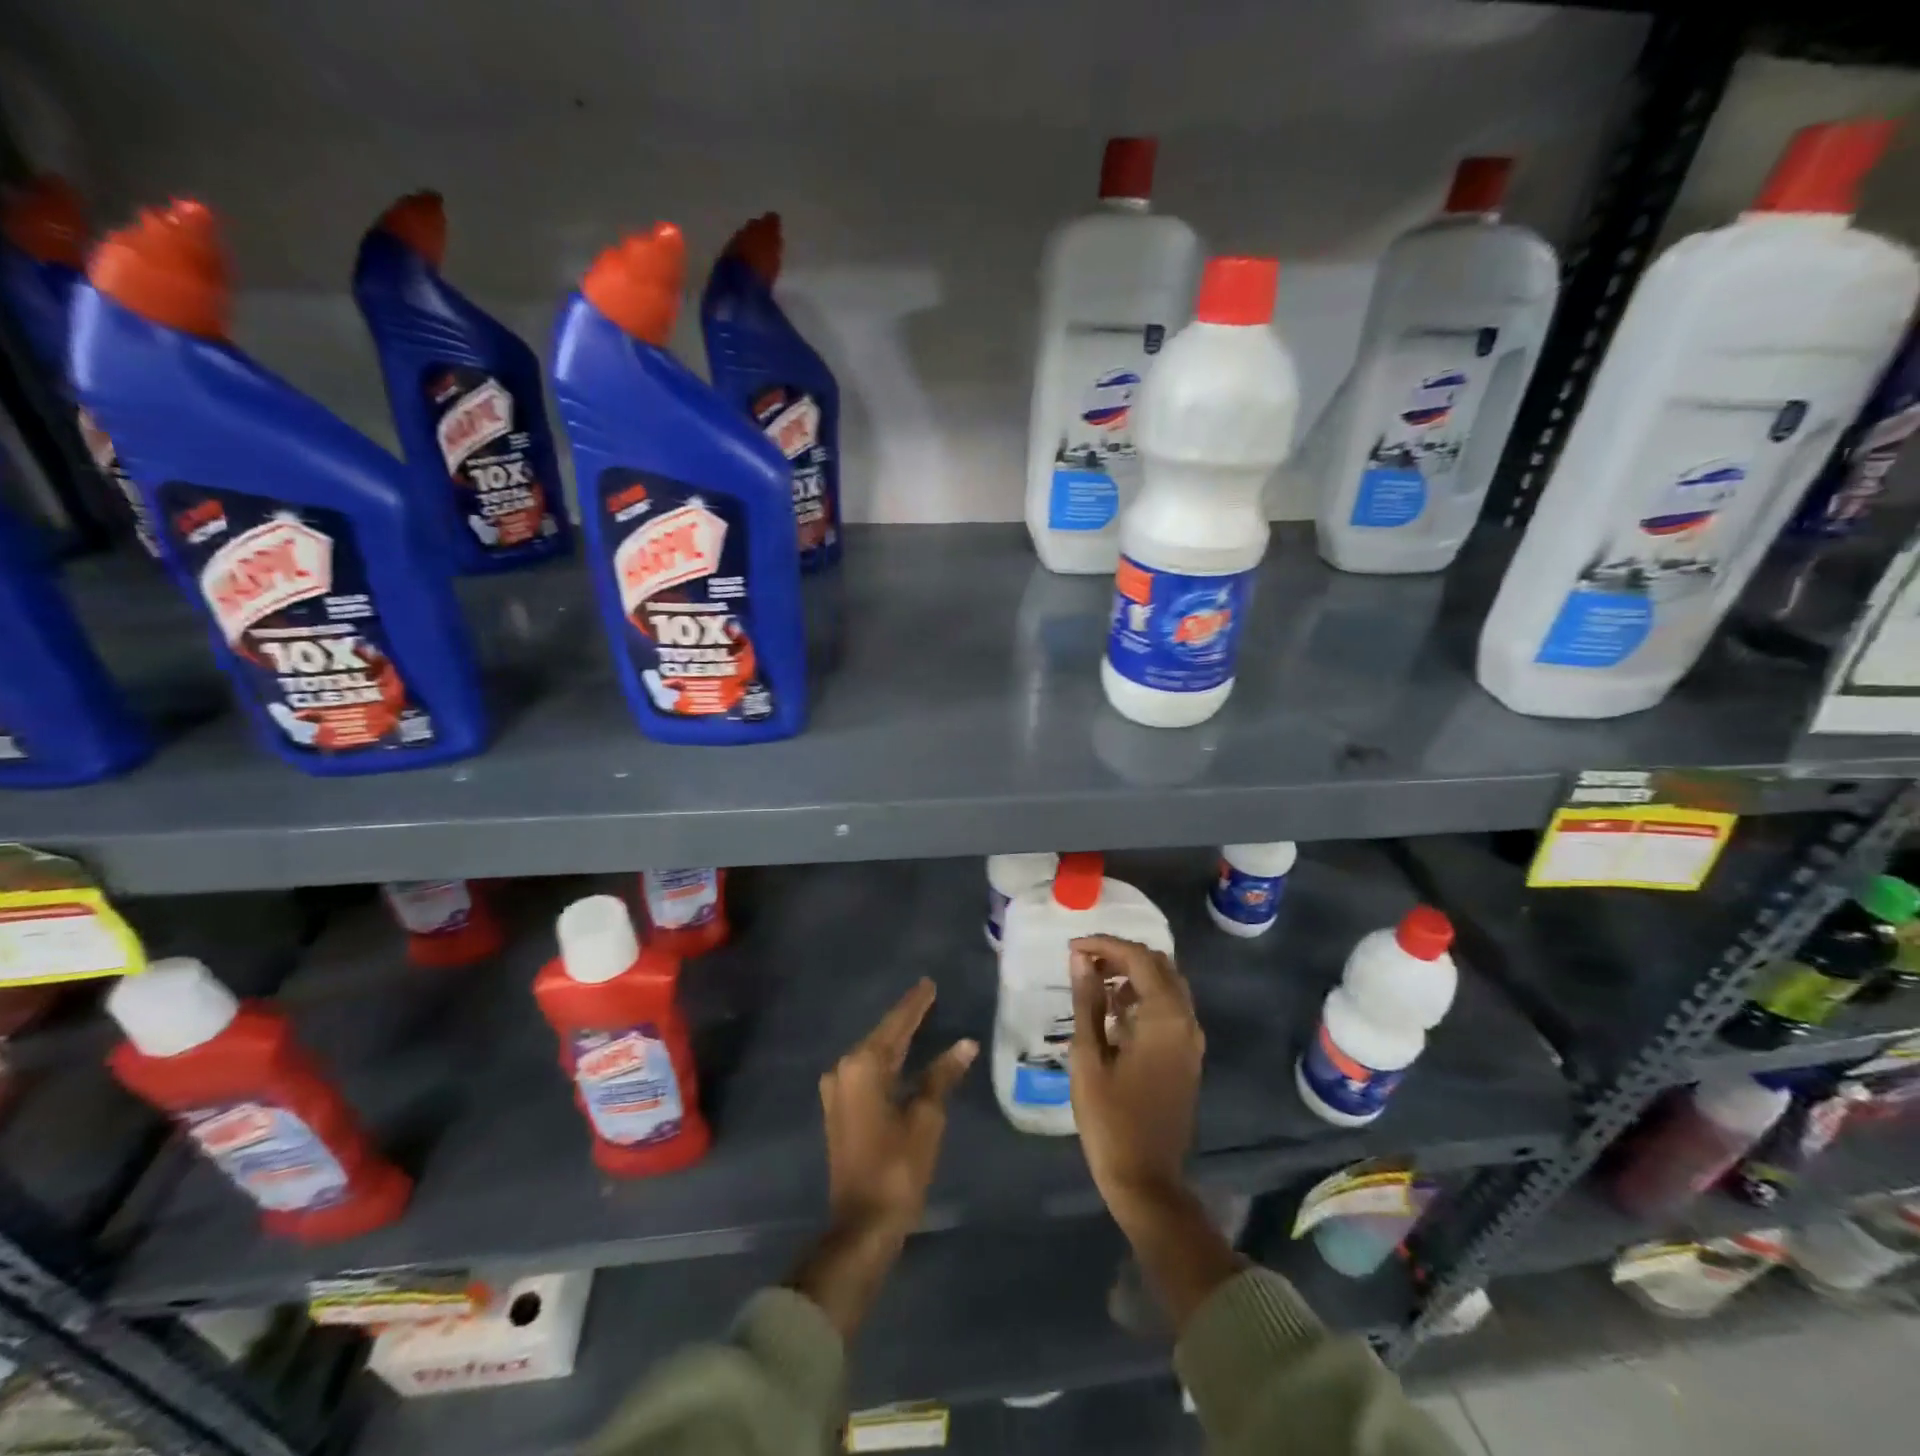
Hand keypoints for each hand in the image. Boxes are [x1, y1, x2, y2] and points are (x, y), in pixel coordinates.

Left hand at [819, 977, 976, 1239]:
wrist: (861, 1225)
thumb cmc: (897, 1168)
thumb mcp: (926, 1119)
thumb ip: (942, 1076)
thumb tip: (965, 1044)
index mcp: (863, 1066)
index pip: (896, 1025)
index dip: (915, 1004)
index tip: (928, 983)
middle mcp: (844, 1070)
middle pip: (882, 1036)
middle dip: (906, 1018)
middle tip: (929, 997)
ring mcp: (837, 1091)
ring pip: (874, 1054)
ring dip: (896, 1039)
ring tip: (921, 1019)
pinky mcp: (840, 1109)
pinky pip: (867, 1071)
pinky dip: (888, 1060)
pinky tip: (904, 1056)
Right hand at [1069, 935, 1204, 1223]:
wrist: (1146, 1179)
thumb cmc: (1110, 1119)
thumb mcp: (1088, 1056)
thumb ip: (1088, 1001)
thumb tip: (1081, 959)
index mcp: (1165, 1018)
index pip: (1139, 959)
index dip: (1105, 945)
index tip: (1072, 948)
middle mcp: (1186, 1021)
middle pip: (1159, 965)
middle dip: (1121, 954)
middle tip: (1083, 960)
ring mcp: (1191, 1040)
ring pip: (1167, 984)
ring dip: (1133, 973)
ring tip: (1094, 979)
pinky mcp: (1187, 1056)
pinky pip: (1170, 1008)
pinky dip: (1144, 996)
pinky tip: (1113, 1008)